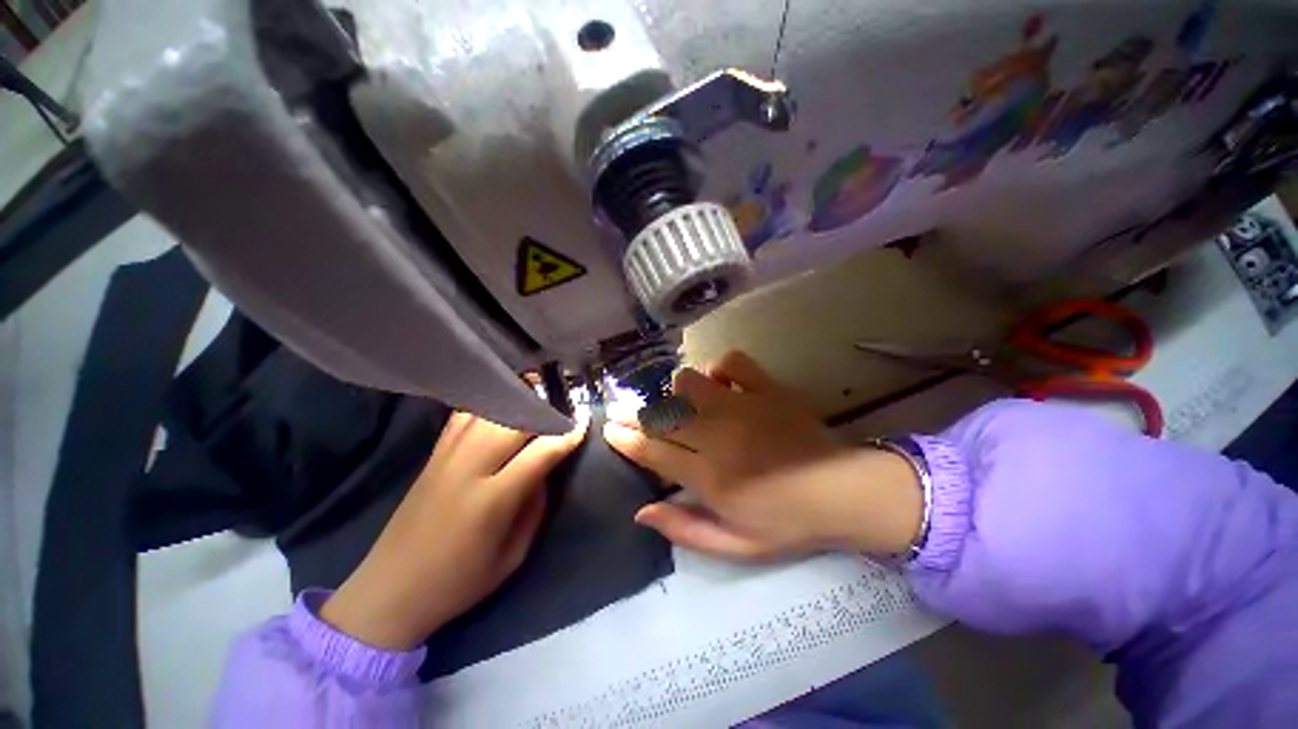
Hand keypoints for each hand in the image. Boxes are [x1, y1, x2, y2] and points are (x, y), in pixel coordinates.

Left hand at [321, 411, 586, 649]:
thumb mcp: (512, 556)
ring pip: (486, 412)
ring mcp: (446, 458)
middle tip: (564, 402)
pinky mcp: (433, 455)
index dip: (566, 435)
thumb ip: (535, 506)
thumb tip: (545, 469)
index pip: (539, 453)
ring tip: (536, 389)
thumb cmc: (459, 581)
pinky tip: (500, 398)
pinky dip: (485, 402)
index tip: (584, 422)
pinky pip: (461, 417)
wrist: (391, 590)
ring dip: (515, 397)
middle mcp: (468, 470)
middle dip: (543, 408)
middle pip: (512, 422)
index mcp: (492, 501)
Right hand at [604, 351, 922, 560]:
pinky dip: (720, 369)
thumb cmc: (789, 523)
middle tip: (629, 414)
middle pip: (663, 414)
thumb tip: (642, 512)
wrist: (845, 493)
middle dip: (637, 414)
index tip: (610, 429)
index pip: (653, 450)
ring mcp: (744, 406)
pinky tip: (722, 384)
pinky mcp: (767, 389)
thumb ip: (686, 530)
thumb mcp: (736, 546)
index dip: (625, 439)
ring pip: (689, 381)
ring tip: (684, 406)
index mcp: (710, 477)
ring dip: (679, 393)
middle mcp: (719, 435)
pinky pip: (731, 361)